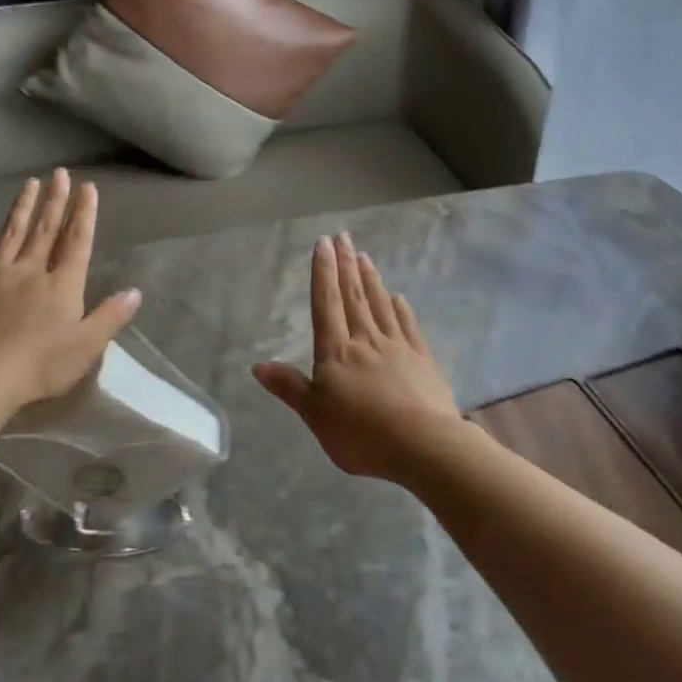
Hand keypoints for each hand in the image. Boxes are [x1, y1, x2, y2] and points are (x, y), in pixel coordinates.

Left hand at [0, 168, 140, 411]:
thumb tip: (135, 292)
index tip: (88, 187)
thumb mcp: (86, 347)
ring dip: (22, 208)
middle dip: (55, 201)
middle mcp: (30, 271)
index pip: (76, 242)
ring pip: (11, 234)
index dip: (84, 214)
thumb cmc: (39, 366)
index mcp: (62, 285)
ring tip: (30, 184)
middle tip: (59, 173)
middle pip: (45, 230)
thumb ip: (110, 317)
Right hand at [253, 233, 460, 480]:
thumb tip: (257, 366)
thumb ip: (290, 387)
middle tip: (343, 236)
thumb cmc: (361, 434)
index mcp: (336, 353)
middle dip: (346, 265)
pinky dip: (401, 309)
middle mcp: (366, 341)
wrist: (423, 446)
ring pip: (380, 306)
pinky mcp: (423, 360)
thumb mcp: (316, 415)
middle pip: (354, 297)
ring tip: (365, 256)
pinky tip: (398, 297)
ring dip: (371, 279)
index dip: (323, 273)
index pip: (327, 305)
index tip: (323, 243)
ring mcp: (398, 347)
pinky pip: (408, 326)